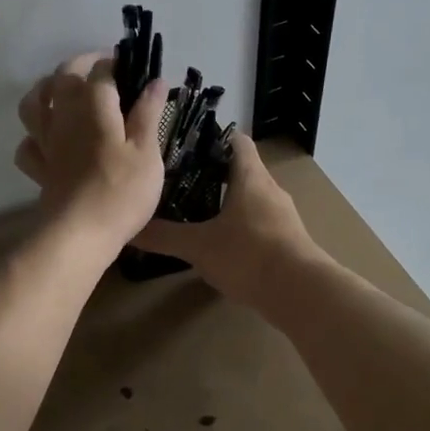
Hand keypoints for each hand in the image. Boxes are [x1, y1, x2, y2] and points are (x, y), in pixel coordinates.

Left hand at [14, 53, 166, 252]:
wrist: (81, 233)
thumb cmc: (122, 191)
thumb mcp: (147, 151)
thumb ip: (148, 114)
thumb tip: (155, 81)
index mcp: (93, 107)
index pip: (101, 72)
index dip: (115, 63)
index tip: (131, 66)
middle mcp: (64, 117)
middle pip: (63, 77)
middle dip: (80, 65)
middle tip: (101, 68)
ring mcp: (47, 143)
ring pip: (34, 104)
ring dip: (45, 90)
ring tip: (61, 90)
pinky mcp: (40, 170)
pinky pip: (27, 145)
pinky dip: (33, 136)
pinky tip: (46, 139)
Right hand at [131, 133, 323, 309]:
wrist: (300, 292)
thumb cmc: (248, 255)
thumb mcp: (198, 246)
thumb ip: (164, 237)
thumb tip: (129, 229)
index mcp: (250, 177)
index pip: (236, 141)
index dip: (213, 138)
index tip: (187, 145)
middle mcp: (270, 190)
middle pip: (243, 171)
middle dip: (214, 174)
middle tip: (181, 182)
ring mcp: (283, 216)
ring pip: (252, 199)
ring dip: (228, 203)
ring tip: (196, 213)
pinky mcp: (288, 241)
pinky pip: (260, 224)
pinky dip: (241, 228)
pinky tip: (222, 245)